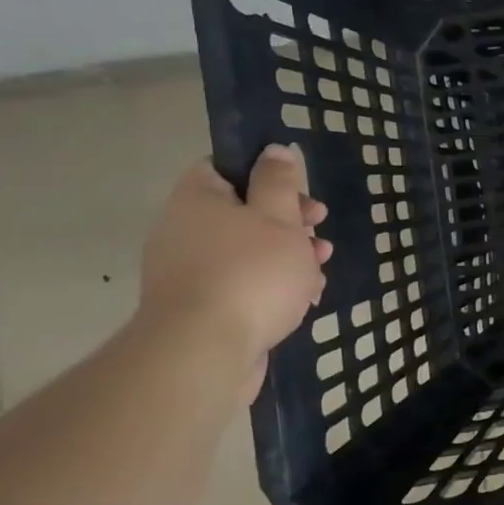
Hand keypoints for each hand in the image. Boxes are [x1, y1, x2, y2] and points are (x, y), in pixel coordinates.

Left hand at [139, 145, 331, 400]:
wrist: (204, 354)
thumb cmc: (250, 272)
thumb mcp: (279, 217)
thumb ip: (279, 181)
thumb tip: (274, 150)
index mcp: (197, 200)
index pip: (224, 168)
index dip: (265, 173)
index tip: (297, 189)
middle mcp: (184, 232)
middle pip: (243, 212)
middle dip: (289, 221)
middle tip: (317, 227)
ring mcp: (189, 274)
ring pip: (248, 252)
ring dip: (288, 256)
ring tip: (319, 269)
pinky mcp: (201, 311)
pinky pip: (242, 286)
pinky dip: (272, 288)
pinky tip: (303, 300)